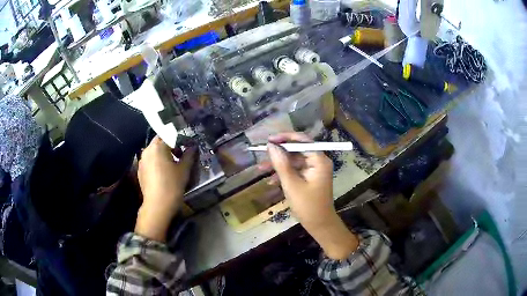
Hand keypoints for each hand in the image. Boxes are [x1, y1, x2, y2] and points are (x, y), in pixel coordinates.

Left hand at [135, 136, 196, 241]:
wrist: (157, 206)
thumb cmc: (172, 185)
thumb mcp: (184, 169)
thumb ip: (189, 155)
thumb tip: (193, 147)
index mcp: (158, 146)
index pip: (169, 134)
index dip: (180, 138)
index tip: (187, 145)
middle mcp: (147, 150)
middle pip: (160, 141)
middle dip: (171, 145)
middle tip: (181, 155)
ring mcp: (142, 161)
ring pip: (154, 151)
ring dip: (164, 153)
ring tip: (173, 165)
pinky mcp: (140, 171)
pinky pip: (150, 161)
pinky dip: (157, 162)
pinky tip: (164, 173)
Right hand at [262, 132, 358, 259]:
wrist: (319, 225)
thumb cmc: (307, 205)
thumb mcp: (291, 184)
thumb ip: (281, 163)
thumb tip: (271, 146)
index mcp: (319, 160)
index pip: (302, 140)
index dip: (284, 138)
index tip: (268, 140)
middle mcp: (318, 161)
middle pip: (297, 150)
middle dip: (279, 153)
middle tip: (262, 154)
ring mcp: (314, 170)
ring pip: (294, 161)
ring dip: (278, 165)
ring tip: (261, 169)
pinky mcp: (310, 178)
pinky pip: (295, 171)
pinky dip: (284, 174)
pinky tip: (271, 182)